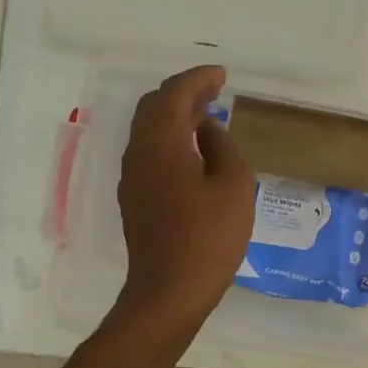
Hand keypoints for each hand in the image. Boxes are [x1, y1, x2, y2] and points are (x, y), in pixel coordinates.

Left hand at [115, 65, 256, 341]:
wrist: (169, 292)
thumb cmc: (209, 238)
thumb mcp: (235, 185)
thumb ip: (223, 146)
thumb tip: (208, 129)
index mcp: (162, 144)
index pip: (175, 94)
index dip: (198, 79)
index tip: (221, 74)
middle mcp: (139, 153)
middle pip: (154, 107)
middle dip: (184, 93)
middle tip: (214, 90)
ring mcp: (132, 177)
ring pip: (149, 130)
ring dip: (176, 116)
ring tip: (207, 115)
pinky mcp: (135, 199)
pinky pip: (150, 152)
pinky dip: (171, 138)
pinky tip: (194, 151)